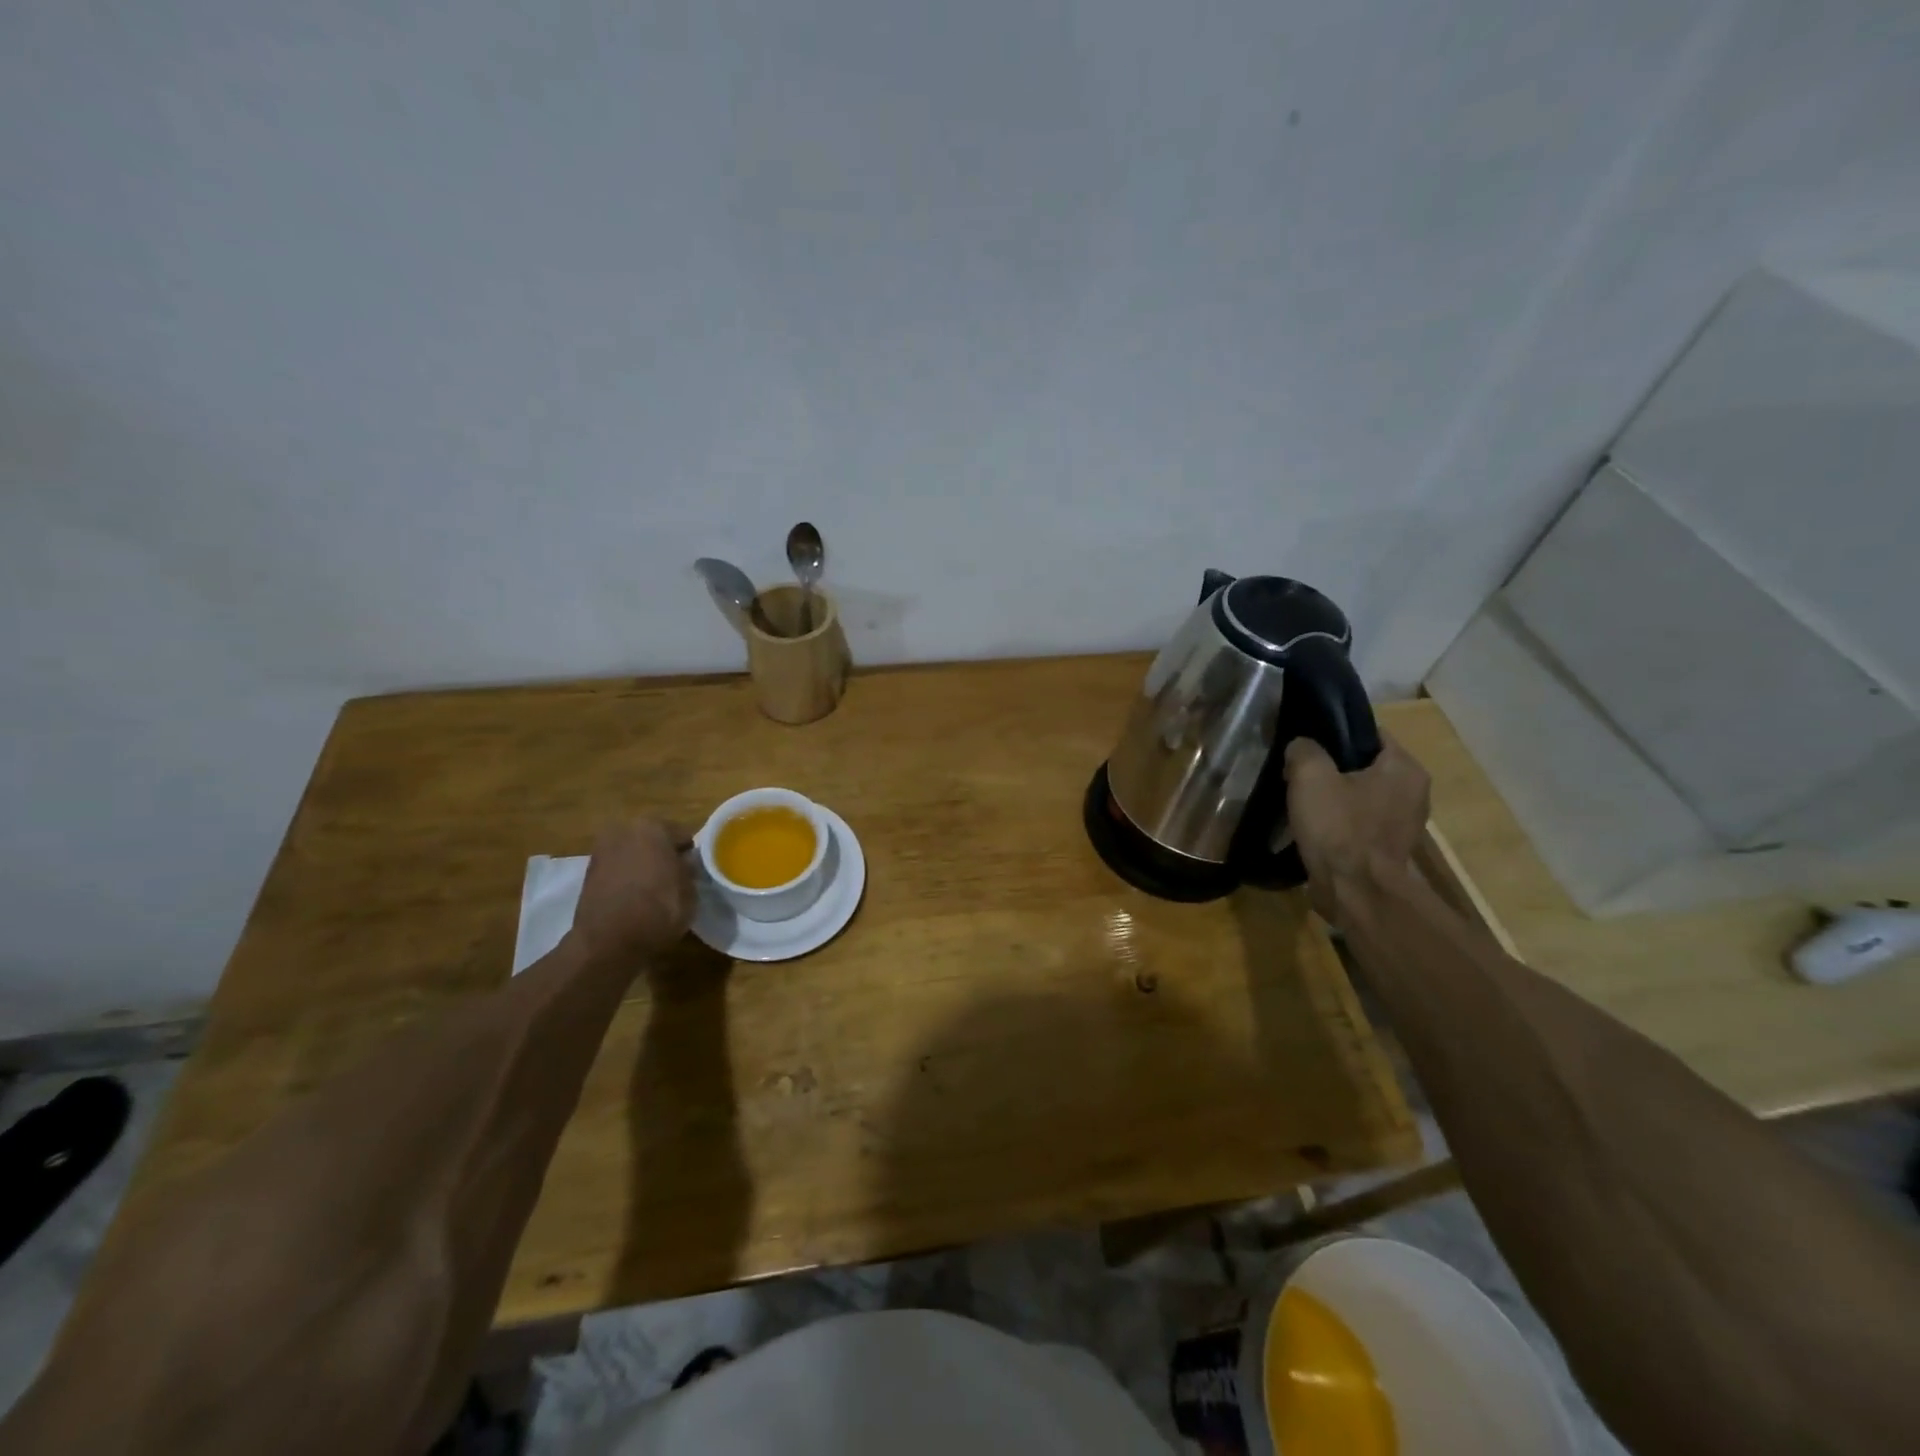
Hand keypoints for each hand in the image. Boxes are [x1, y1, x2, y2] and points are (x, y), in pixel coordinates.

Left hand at [569, 819, 694, 960]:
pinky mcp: (588, 872)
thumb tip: (684, 863)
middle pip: (654, 839)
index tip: (695, 872)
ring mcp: (602, 850)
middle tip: (674, 879)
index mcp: (653, 827)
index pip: (683, 835)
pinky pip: (618, 869)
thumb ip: (689, 869)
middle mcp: (624, 830)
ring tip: (653, 891)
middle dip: (664, 855)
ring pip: (634, 853)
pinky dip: (626, 878)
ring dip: (643, 865)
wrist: (607, 943)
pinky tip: (634, 898)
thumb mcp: (690, 890)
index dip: (690, 854)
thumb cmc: (658, 910)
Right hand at [1283, 735, 1429, 923]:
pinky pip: (1359, 822)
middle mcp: (1414, 792)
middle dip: (1332, 767)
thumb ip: (1304, 750)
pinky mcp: (1388, 850)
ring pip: (1361, 795)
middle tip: (1298, 772)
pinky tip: (1314, 827)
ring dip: (1334, 796)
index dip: (1335, 733)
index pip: (1370, 733)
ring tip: (1302, 800)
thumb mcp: (1310, 776)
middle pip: (1365, 765)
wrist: (1355, 893)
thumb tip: (1301, 747)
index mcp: (1404, 768)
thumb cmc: (1339, 828)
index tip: (1306, 741)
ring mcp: (1403, 824)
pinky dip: (1339, 822)